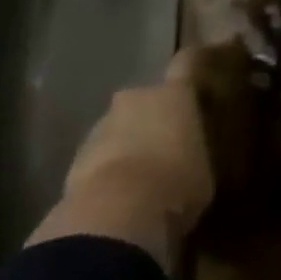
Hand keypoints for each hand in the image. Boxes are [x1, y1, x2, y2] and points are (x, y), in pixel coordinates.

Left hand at [27, 49, 214, 273]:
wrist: (116, 216)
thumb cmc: (177, 184)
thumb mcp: (204, 170)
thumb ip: (195, 150)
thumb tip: (190, 151)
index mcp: (175, 92)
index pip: (187, 63)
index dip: (192, 64)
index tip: (199, 66)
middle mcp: (137, 97)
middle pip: (147, 99)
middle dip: (153, 116)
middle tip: (166, 143)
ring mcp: (102, 125)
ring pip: (119, 127)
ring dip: (128, 144)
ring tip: (140, 176)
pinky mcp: (76, 158)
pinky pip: (99, 156)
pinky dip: (107, 169)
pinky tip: (118, 196)